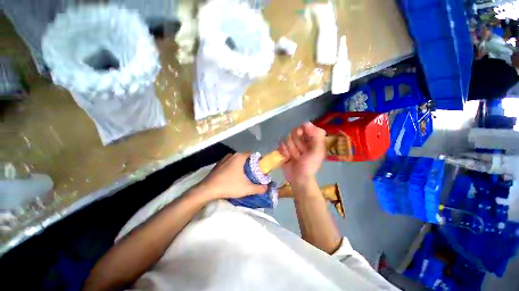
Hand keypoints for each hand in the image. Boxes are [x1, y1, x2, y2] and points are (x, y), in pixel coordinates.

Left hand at [199, 153, 266, 199]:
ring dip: (241, 166)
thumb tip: (267, 188)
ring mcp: (224, 159)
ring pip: (237, 160)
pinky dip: (234, 167)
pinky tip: (233, 176)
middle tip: (253, 173)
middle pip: (245, 157)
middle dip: (250, 164)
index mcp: (239, 157)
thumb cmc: (229, 186)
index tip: (260, 168)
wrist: (207, 190)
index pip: (252, 154)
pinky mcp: (218, 164)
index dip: (257, 160)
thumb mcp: (246, 188)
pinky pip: (230, 163)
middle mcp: (232, 155)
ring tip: (244, 175)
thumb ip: (259, 188)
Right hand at [278, 122, 326, 185]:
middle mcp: (302, 139)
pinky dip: (284, 152)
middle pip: (294, 131)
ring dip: (291, 149)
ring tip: (295, 157)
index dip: (304, 130)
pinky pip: (280, 144)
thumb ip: (317, 136)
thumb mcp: (318, 151)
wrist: (297, 178)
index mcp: (312, 138)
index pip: (306, 126)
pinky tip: (288, 158)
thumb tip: (306, 123)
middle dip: (297, 143)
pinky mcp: (284, 149)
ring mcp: (292, 143)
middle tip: (301, 153)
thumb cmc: (309, 166)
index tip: (303, 136)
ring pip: (287, 138)